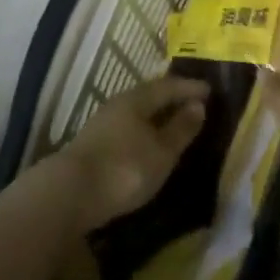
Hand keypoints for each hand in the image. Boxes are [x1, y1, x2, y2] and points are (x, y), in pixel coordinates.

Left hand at [52, 75, 209, 231]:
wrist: (69, 193)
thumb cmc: (124, 169)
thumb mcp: (161, 152)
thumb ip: (181, 129)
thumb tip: (199, 105)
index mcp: (138, 98)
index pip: (170, 86)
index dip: (191, 88)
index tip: (210, 90)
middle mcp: (120, 102)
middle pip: (151, 94)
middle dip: (173, 97)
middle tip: (193, 101)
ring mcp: (104, 122)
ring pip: (138, 111)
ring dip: (157, 114)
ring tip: (173, 122)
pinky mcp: (95, 143)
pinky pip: (128, 126)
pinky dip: (143, 129)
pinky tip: (146, 142)